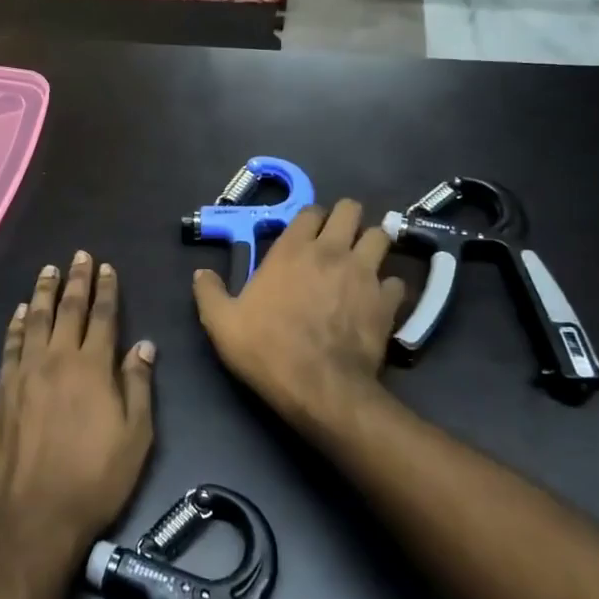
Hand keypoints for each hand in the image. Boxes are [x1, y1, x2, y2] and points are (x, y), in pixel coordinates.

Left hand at [0, 252, 155, 575]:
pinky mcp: (2, 391)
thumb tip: (143, 345)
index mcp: (93, 367)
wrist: (35, 516)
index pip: (103, 317)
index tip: (106, 267)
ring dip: (43, 292)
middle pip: (67, 309)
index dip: (105, 290)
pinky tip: (20, 312)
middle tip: (79, 256)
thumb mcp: (136, 436)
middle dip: (76, 280)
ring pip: (35, 320)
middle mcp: (57, 359)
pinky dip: (16, 324)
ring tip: (48, 270)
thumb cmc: (95, 479)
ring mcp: (25, 373)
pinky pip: (10, 346)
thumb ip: (138, 385)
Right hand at [192, 199, 404, 431]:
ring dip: (373, 245)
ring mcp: (364, 273)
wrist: (319, 388)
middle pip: (351, 210)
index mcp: (292, 250)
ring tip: (364, 261)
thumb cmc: (267, 349)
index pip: (310, 210)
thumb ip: (209, 293)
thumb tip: (201, 273)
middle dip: (347, 218)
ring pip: (381, 237)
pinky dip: (389, 286)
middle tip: (339, 238)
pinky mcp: (387, 301)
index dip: (310, 218)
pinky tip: (378, 300)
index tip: (305, 234)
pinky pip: (396, 281)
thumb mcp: (222, 323)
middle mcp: (332, 251)